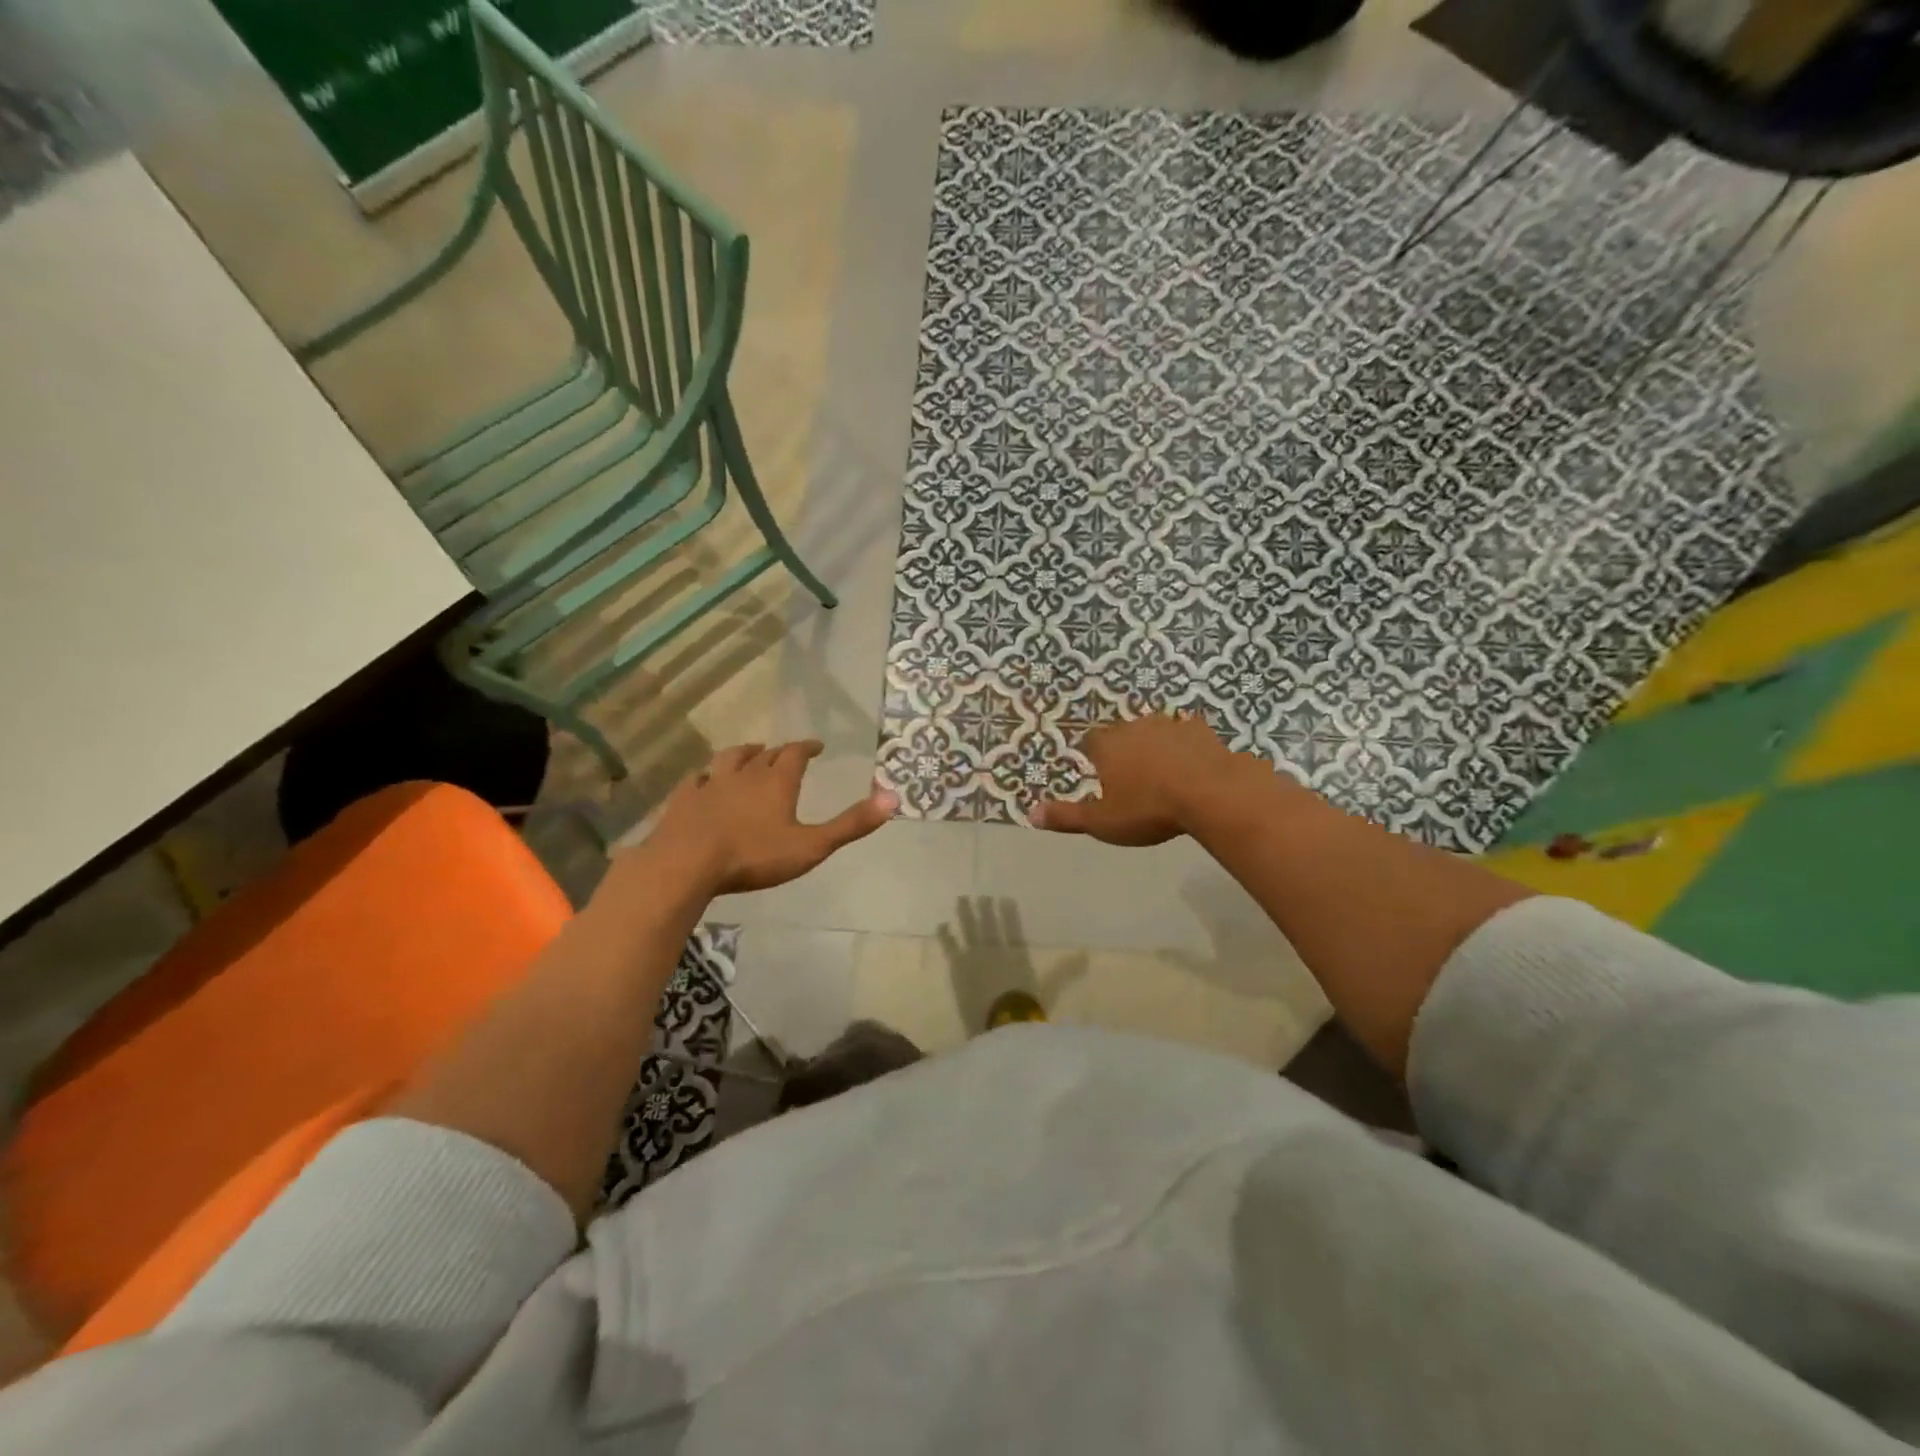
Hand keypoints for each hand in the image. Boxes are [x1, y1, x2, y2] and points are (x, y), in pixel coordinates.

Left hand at [643, 741, 896, 894]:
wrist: (686, 864)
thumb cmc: (753, 856)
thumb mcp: (811, 845)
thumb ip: (851, 824)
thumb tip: (893, 798)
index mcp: (777, 781)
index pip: (796, 754)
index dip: (808, 747)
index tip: (817, 746)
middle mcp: (744, 775)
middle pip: (765, 755)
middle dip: (779, 751)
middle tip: (788, 752)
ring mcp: (710, 785)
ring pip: (729, 759)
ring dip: (743, 754)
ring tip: (750, 753)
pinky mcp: (683, 800)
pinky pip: (695, 780)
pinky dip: (704, 776)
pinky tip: (702, 780)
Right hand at [1032, 714, 1244, 845]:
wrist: (1210, 793)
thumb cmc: (1149, 809)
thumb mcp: (1102, 822)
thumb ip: (1067, 817)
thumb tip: (1030, 814)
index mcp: (1107, 746)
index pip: (1090, 742)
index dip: (1092, 756)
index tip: (1098, 771)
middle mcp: (1133, 727)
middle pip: (1122, 733)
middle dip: (1124, 749)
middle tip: (1131, 775)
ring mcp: (1169, 724)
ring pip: (1154, 730)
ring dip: (1155, 745)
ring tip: (1162, 770)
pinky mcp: (1200, 729)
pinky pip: (1187, 733)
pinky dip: (1186, 745)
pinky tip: (1193, 763)